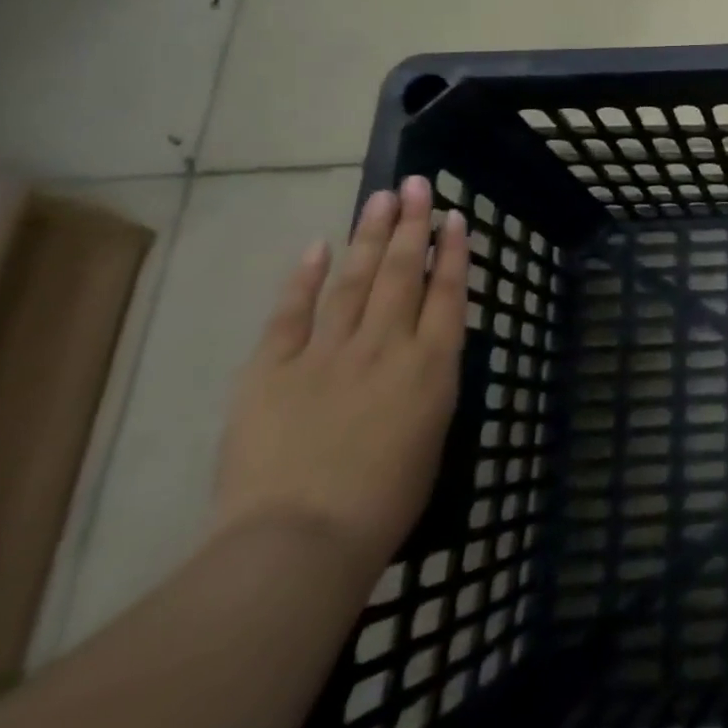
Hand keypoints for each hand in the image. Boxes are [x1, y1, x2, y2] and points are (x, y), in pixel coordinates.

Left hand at [211, 176, 469, 580]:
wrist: (300, 542)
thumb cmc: (384, 502)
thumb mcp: (432, 435)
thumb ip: (430, 382)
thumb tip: (424, 350)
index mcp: (431, 364)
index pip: (448, 292)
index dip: (452, 251)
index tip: (454, 217)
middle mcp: (386, 344)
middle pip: (402, 272)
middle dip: (412, 224)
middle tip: (416, 185)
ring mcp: (328, 352)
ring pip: (354, 279)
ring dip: (369, 235)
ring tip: (381, 198)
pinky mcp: (273, 369)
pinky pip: (292, 313)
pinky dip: (305, 277)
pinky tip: (318, 245)